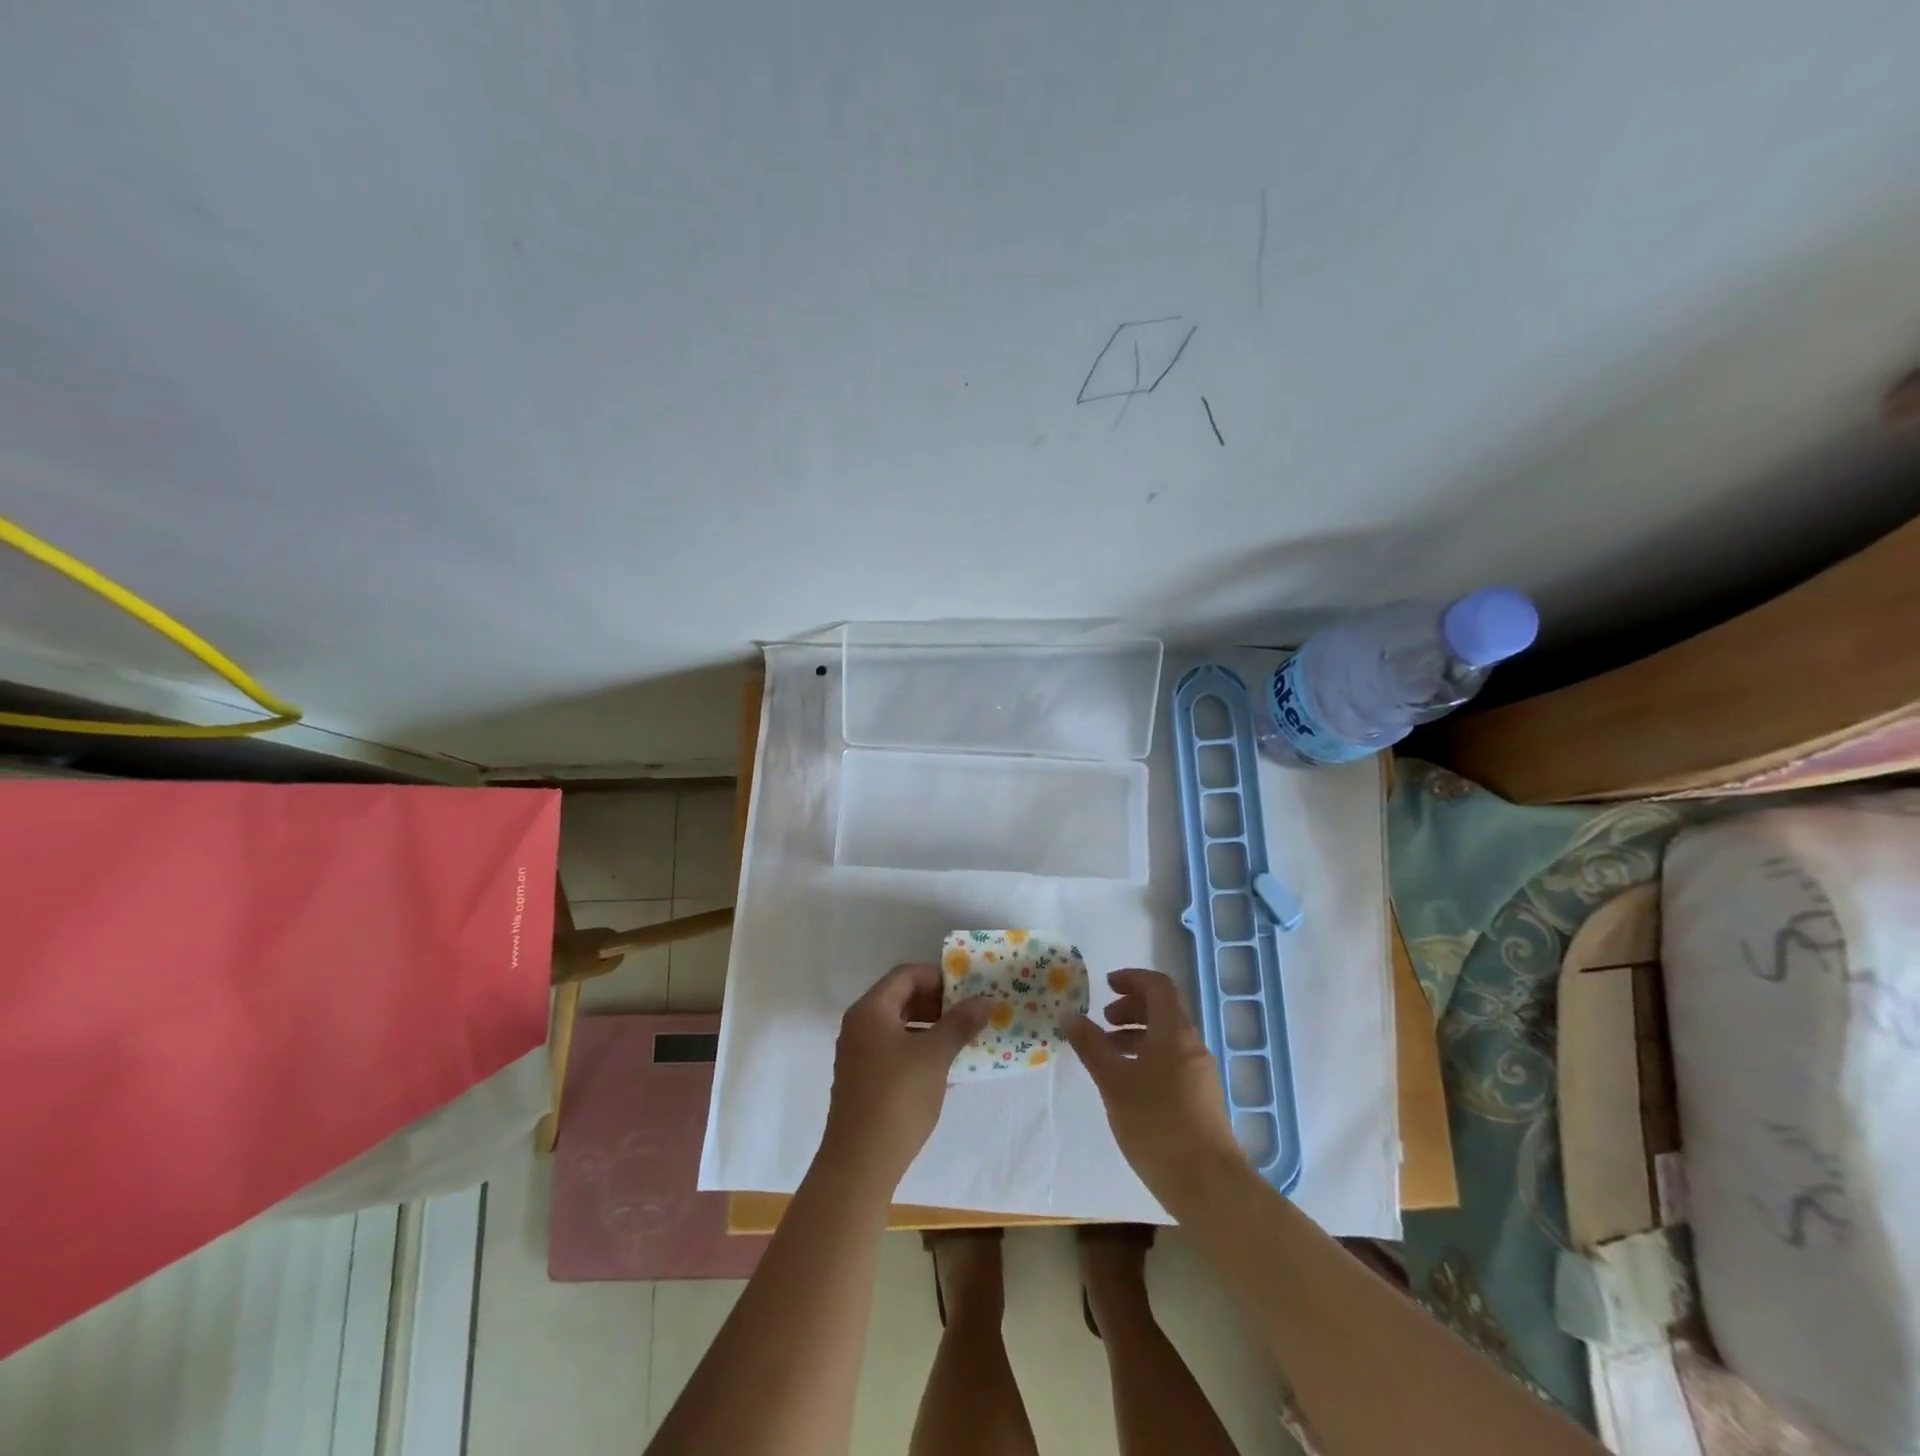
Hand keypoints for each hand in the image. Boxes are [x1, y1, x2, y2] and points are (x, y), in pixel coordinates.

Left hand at [819, 964, 990, 1189]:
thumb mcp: (935, 1055)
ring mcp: (858, 1055)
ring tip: (962, 1039)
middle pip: (901, 998)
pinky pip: (894, 1050)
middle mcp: (859, 1026)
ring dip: (931, 1027)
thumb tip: (986, 1000)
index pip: (906, 975)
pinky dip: (919, 1049)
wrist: (859, 1164)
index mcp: (870, 1010)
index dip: (938, 977)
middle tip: (969, 1014)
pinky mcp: (863, 1081)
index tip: (968, 990)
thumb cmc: (898, 1097)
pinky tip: (944, 1068)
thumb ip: (960, 1023)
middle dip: (937, 1003)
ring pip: (899, 1026)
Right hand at [1064, 969, 1243, 1200]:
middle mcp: (1191, 1045)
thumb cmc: (1156, 1123)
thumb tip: (1069, 1015)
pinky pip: (1171, 1061)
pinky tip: (1127, 1084)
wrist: (1208, 1185)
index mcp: (1175, 1031)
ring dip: (1136, 1035)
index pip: (1158, 986)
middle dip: (1131, 1008)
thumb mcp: (1113, 1081)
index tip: (1106, 986)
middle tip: (1103, 1021)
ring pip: (1166, 1038)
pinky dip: (1147, 1058)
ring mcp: (1199, 1073)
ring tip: (1107, 1054)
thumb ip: (1091, 1045)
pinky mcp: (1199, 1099)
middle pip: (1163, 1010)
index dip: (1132, 979)